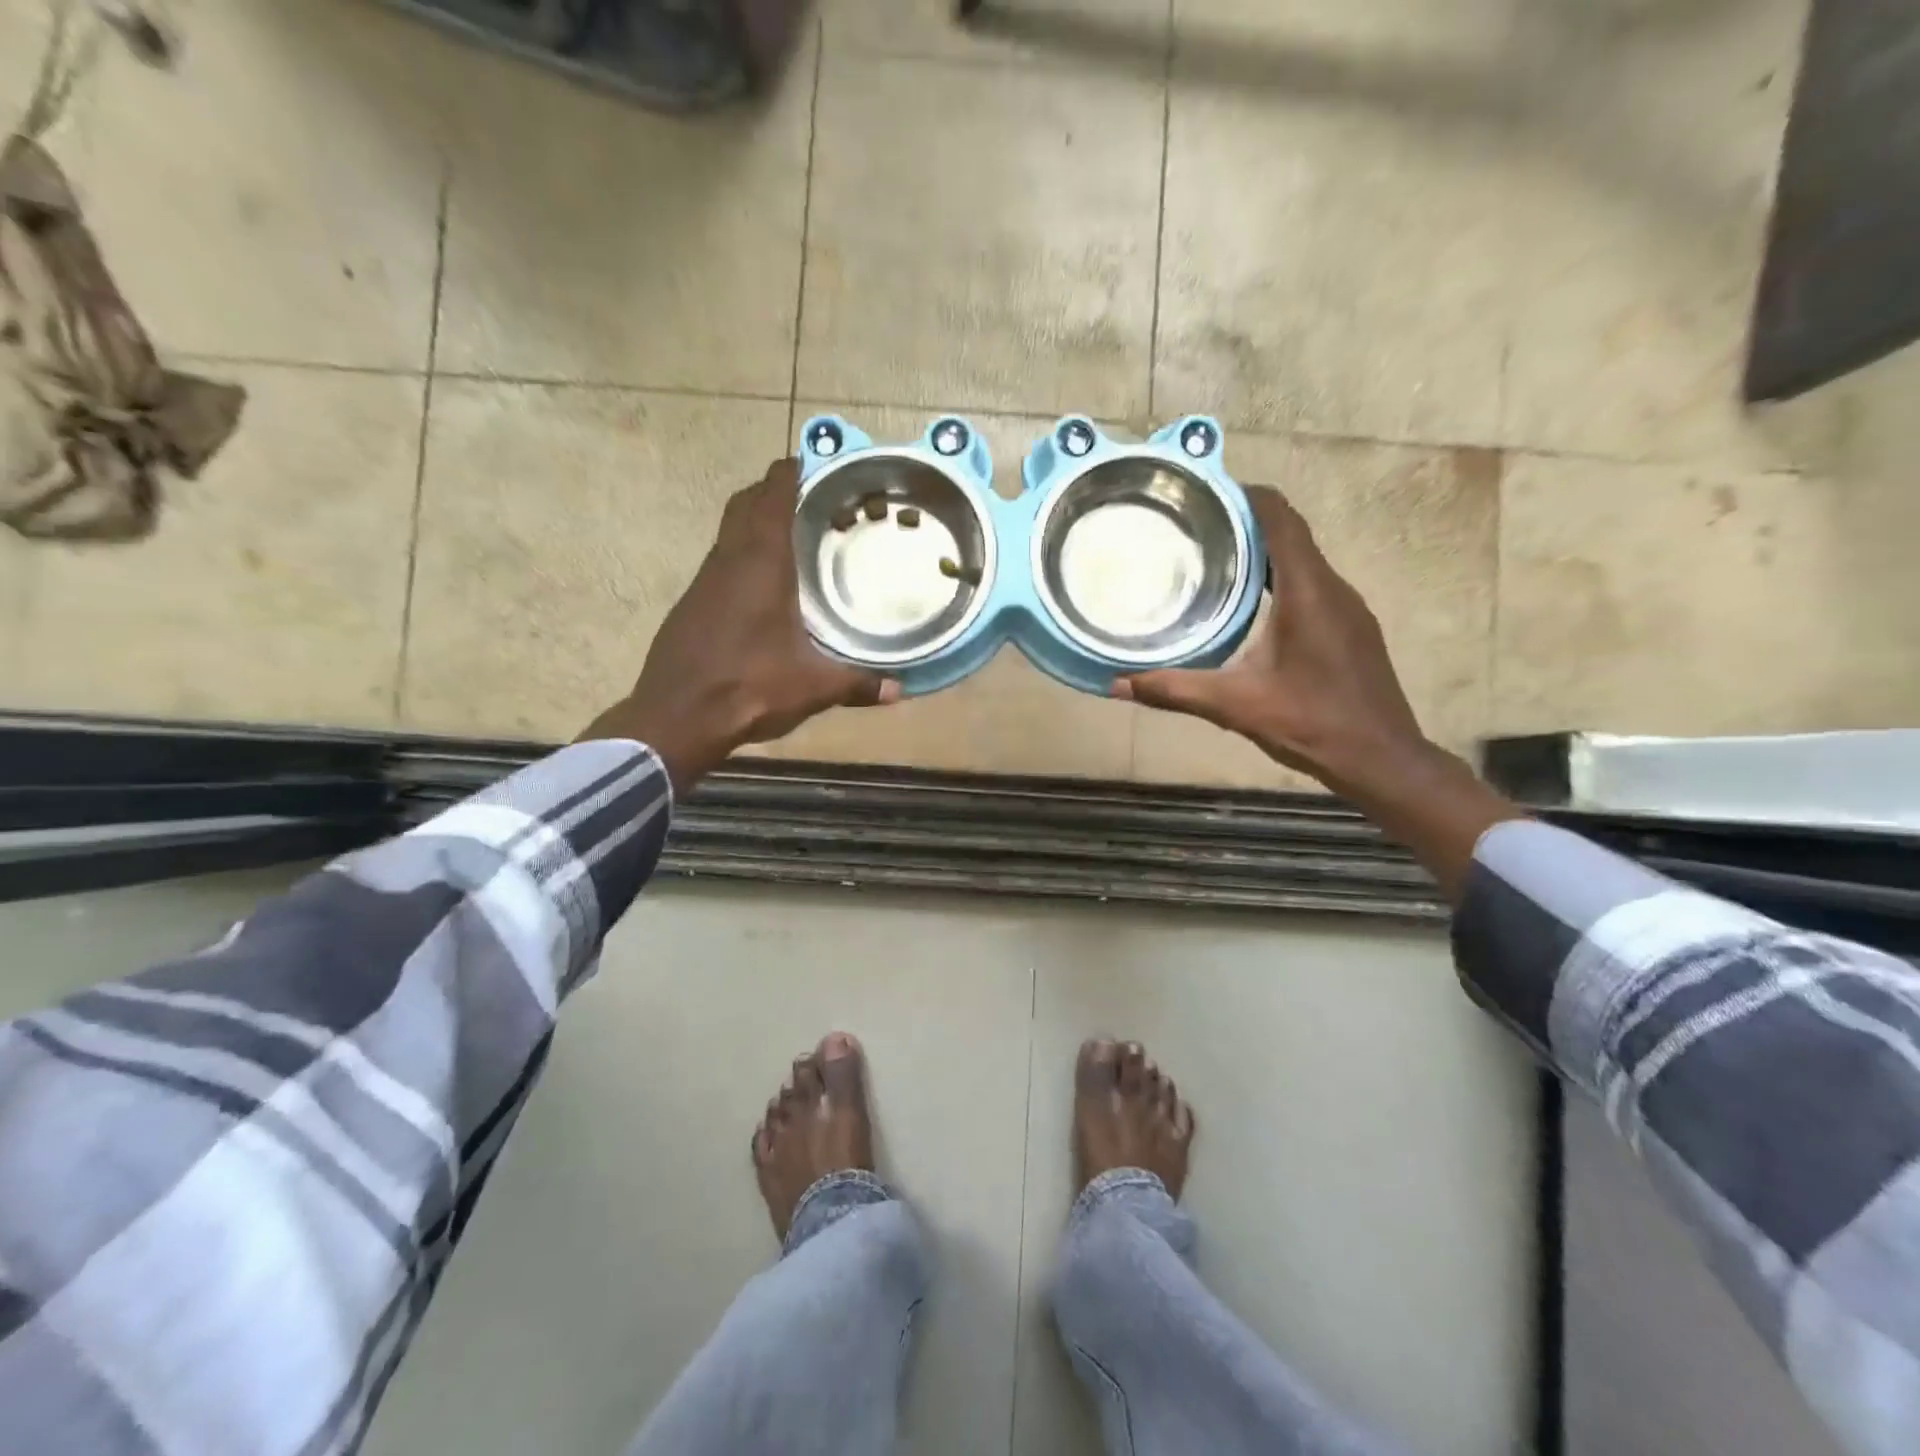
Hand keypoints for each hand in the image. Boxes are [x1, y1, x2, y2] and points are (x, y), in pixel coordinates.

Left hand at [580, 458, 898, 792]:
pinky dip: (740, 558)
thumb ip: (858, 684)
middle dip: (772, 492)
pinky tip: (761, 590)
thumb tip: (899, 690)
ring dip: (754, 525)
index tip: (810, 462)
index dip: (789, 472)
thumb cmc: (749, 687)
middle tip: (807, 499)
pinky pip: (719, 564)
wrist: (675, 718)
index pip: (771, 496)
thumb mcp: (813, 687)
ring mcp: (702, 582)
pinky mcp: (689, 606)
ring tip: (791, 539)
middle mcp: (727, 561)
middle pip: (745, 505)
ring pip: (728, 534)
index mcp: (760, 564)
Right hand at [1115, 487, 1428, 794]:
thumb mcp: (1235, 706)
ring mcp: (1346, 608)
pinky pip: (1309, 585)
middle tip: (1191, 529)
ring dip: (1260, 552)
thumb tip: (1118, 684)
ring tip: (1210, 560)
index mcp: (1308, 591)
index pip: (1281, 518)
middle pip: (1289, 533)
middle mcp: (1332, 588)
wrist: (1381, 759)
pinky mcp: (1349, 629)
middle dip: (1243, 522)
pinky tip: (1245, 605)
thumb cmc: (1312, 723)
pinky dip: (1276, 579)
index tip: (1202, 493)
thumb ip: (1175, 690)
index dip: (1245, 495)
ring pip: (1300, 561)